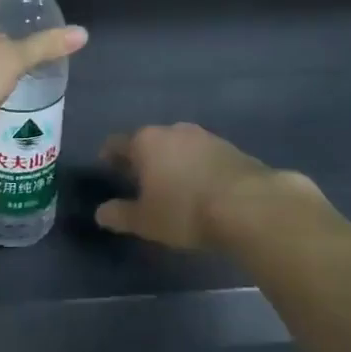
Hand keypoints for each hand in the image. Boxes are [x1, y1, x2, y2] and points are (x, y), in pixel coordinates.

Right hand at [96, 123, 305, 250]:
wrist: (249, 205)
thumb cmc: (185, 210)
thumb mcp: (146, 221)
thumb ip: (120, 214)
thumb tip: (101, 212)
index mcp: (146, 141)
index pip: (117, 143)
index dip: (109, 156)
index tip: (107, 168)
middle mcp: (173, 130)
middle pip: (149, 141)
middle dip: (143, 159)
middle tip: (140, 181)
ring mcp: (205, 136)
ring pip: (179, 146)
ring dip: (172, 162)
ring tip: (173, 186)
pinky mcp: (231, 147)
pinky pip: (203, 156)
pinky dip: (197, 167)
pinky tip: (201, 188)